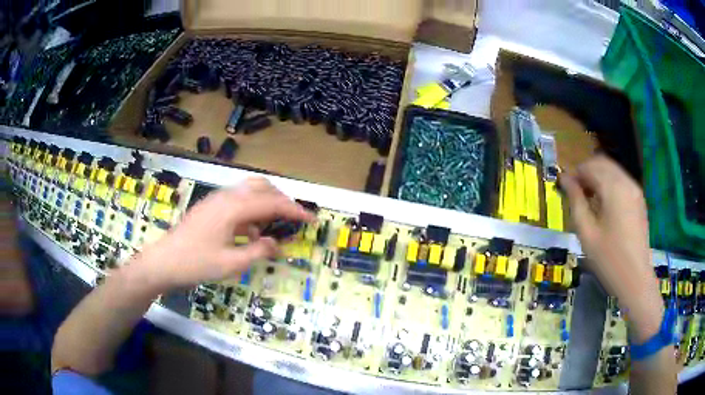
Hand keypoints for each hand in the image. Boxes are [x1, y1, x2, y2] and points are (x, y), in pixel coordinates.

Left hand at [127, 178, 315, 292]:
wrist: (163, 262)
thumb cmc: (196, 264)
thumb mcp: (231, 264)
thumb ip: (257, 251)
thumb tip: (276, 243)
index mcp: (233, 208)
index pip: (271, 203)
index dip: (294, 210)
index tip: (311, 219)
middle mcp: (226, 197)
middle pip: (261, 187)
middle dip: (281, 200)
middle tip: (293, 219)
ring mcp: (216, 200)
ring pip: (248, 191)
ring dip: (266, 203)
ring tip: (275, 224)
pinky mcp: (210, 208)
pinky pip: (237, 201)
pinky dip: (251, 211)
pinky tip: (250, 232)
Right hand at [560, 155, 661, 341]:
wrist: (635, 279)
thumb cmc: (608, 259)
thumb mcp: (586, 232)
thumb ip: (576, 201)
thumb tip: (564, 180)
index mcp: (613, 188)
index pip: (590, 166)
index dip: (574, 173)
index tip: (562, 186)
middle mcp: (626, 182)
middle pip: (602, 163)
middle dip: (586, 171)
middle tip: (574, 191)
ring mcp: (635, 190)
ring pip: (612, 170)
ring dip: (597, 177)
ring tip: (587, 198)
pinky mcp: (639, 199)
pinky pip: (620, 181)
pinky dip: (608, 184)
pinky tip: (603, 204)